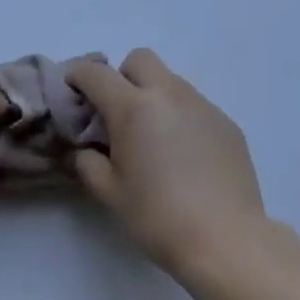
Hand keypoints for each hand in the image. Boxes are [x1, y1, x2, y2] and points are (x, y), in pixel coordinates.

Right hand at [67, 50, 267, 280]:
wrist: (226, 240)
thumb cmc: (159, 218)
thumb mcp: (111, 194)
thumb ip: (88, 164)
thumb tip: (83, 149)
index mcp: (133, 107)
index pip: (97, 73)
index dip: (79, 76)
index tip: (73, 91)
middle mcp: (168, 93)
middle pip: (139, 59)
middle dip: (122, 76)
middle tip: (118, 113)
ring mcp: (201, 103)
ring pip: (170, 80)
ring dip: (154, 95)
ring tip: (154, 138)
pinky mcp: (225, 120)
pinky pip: (194, 105)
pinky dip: (181, 117)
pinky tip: (185, 155)